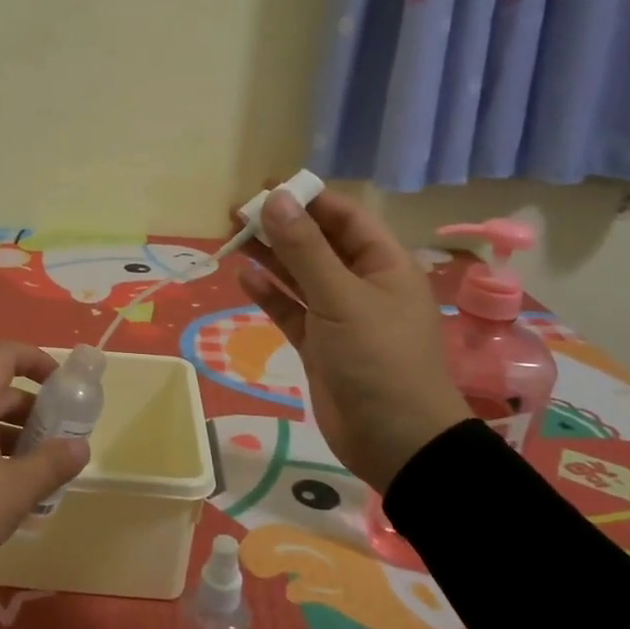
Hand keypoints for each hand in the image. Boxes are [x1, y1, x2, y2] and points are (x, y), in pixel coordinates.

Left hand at [0, 341, 90, 592]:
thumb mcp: (12, 493)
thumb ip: (50, 465)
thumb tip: (80, 445)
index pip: (4, 355)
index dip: (37, 360)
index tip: (63, 388)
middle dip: (32, 411)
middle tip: (58, 442)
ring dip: (11, 438)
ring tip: (36, 475)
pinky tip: (1, 496)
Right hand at [234, 187, 469, 489]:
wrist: (396, 441)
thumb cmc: (378, 359)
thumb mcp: (341, 298)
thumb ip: (304, 249)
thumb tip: (276, 200)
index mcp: (383, 264)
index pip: (344, 217)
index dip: (308, 199)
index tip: (266, 188)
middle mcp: (362, 284)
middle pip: (318, 244)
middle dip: (282, 226)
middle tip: (237, 212)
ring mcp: (339, 316)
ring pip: (300, 276)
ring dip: (270, 257)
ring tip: (233, 236)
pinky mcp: (319, 345)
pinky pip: (291, 311)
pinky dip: (269, 294)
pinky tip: (244, 277)